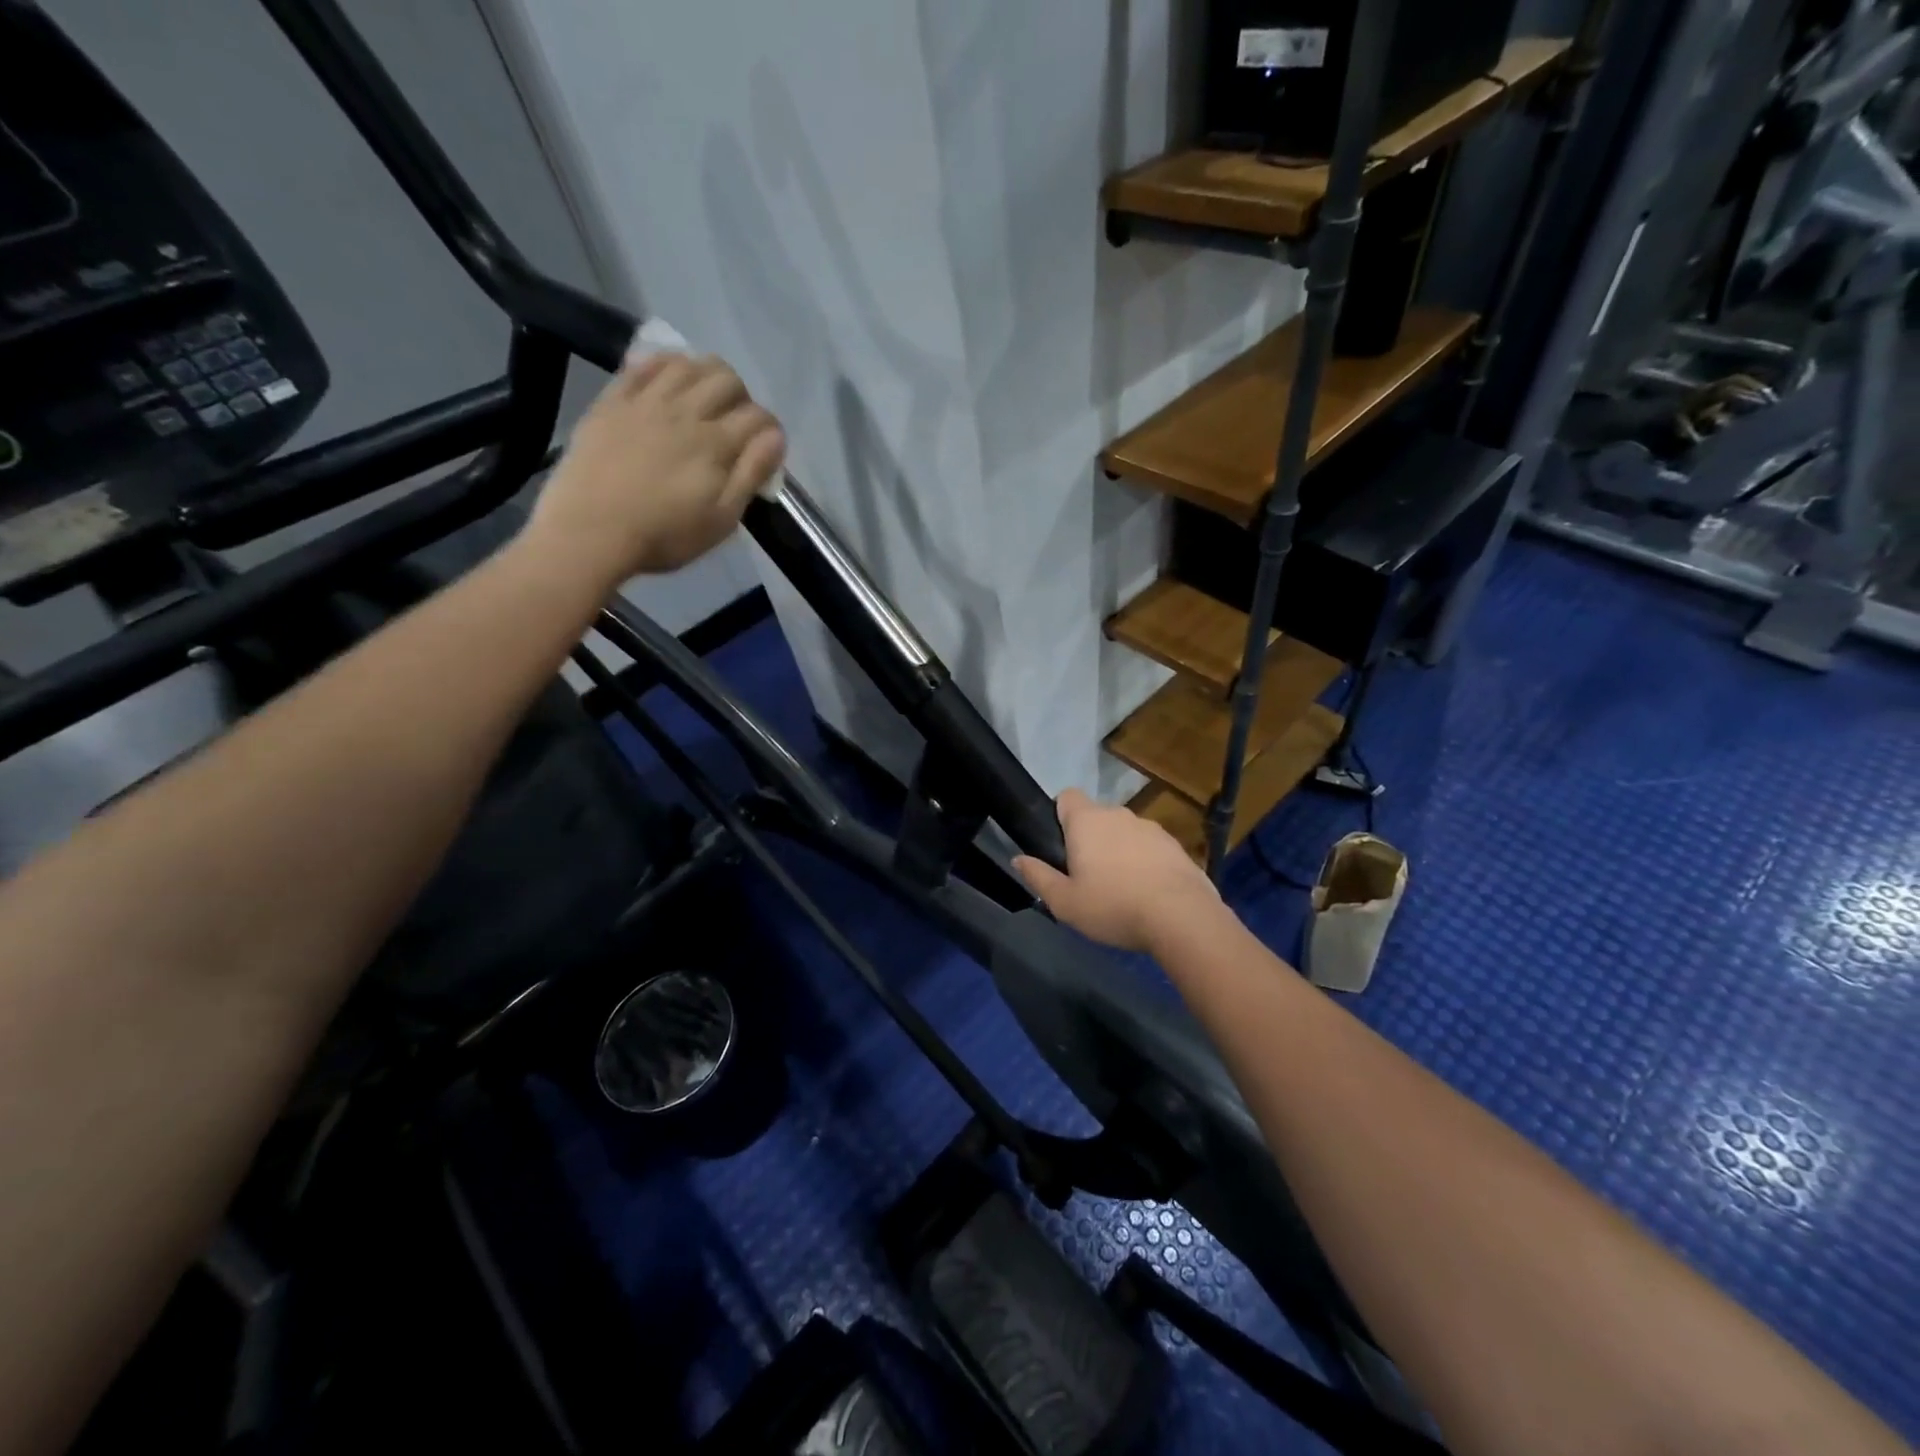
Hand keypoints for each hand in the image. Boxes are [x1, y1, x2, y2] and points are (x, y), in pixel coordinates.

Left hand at [529, 353, 785, 585]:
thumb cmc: (663, 536)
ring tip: (702, 401)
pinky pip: (643, 365)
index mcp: (716, 444)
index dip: (770, 431)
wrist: (588, 532)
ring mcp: (645, 401)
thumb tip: (775, 437)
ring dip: (704, 375)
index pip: (759, 417)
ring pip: (687, 364)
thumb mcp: (721, 519)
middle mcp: (685, 411)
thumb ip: (751, 474)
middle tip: (734, 423)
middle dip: (741, 397)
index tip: (765, 450)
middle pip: (726, 379)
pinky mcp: (612, 401)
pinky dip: (663, 365)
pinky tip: (667, 382)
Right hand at [1013, 789, 1222, 953]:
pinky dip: (1145, 864)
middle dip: (1089, 840)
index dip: (1059, 815)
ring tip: (1120, 890)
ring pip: (1125, 833)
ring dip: (1119, 851)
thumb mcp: (1065, 902)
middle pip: (1096, 817)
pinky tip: (1147, 894)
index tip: (1060, 846)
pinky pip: (1150, 849)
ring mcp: (1152, 828)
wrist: (1182, 917)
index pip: (1066, 796)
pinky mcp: (1176, 846)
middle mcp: (1119, 814)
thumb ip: (1038, 877)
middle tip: (1086, 877)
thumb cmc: (1113, 906)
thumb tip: (1018, 859)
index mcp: (1087, 821)